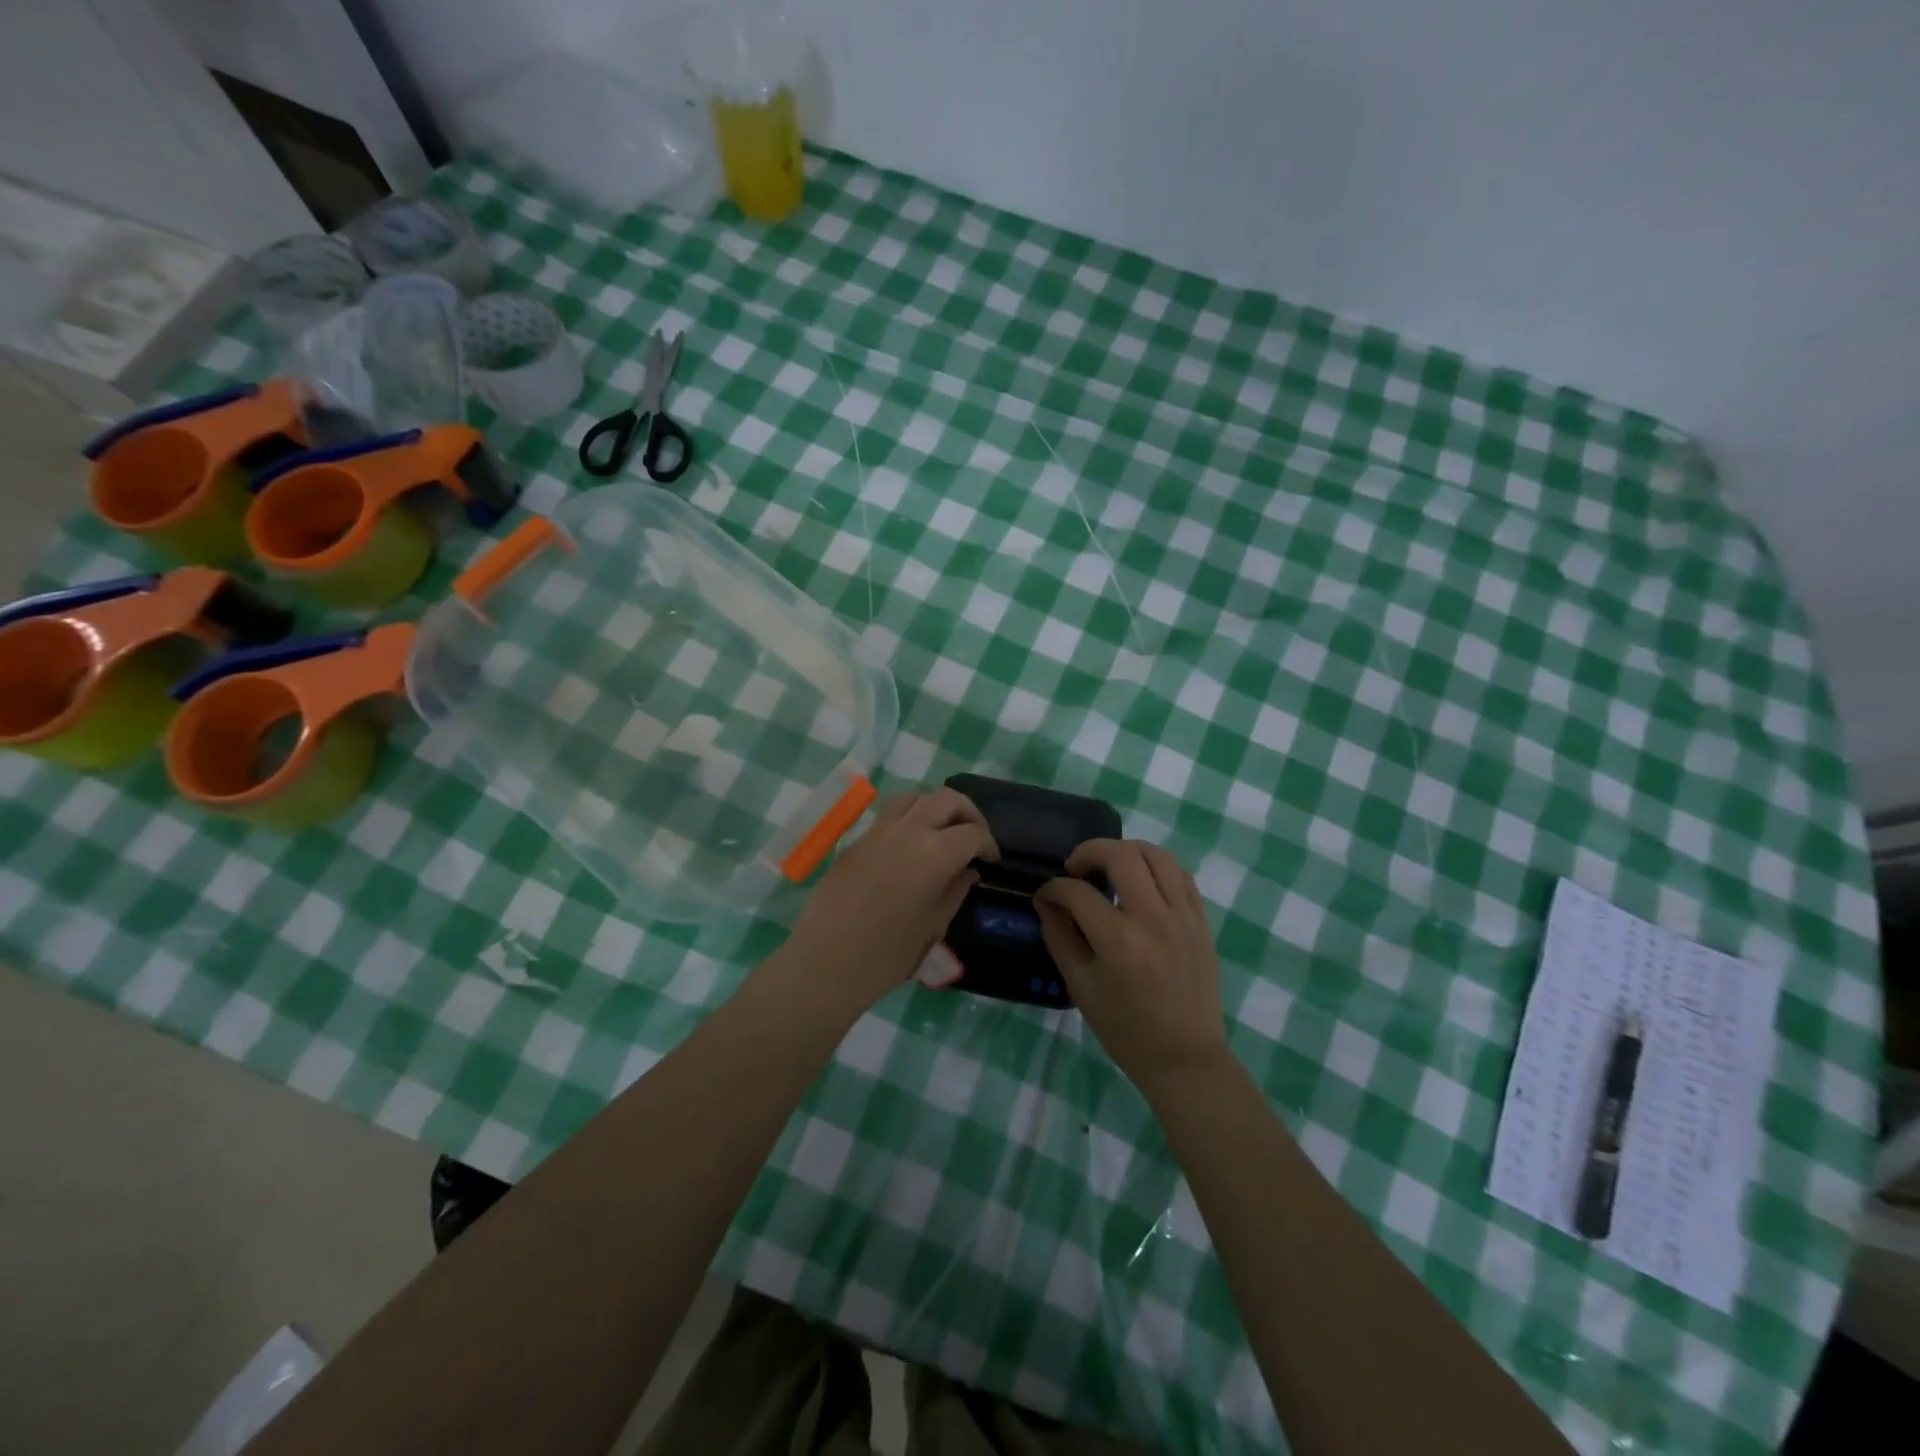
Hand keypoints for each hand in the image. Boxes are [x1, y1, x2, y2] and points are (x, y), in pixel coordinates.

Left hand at [781, 789, 997, 1011]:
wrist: (827, 962)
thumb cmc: (889, 953)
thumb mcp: (934, 925)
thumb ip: (955, 890)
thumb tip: (967, 870)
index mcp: (934, 853)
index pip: (972, 833)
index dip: (988, 844)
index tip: (990, 860)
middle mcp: (907, 830)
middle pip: (946, 799)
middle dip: (968, 812)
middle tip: (974, 836)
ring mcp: (877, 831)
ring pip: (913, 797)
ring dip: (935, 807)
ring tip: (942, 831)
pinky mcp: (856, 841)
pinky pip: (888, 816)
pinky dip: (909, 819)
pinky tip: (910, 846)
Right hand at [1035, 839, 1227, 1085]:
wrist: (1184, 1058)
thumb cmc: (1125, 1029)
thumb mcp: (1080, 986)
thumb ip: (1059, 936)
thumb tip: (1046, 901)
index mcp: (1118, 940)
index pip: (1077, 892)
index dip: (1054, 888)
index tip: (1046, 895)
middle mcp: (1152, 918)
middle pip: (1121, 855)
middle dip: (1089, 852)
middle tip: (1077, 869)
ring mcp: (1182, 916)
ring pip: (1156, 854)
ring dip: (1127, 852)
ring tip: (1111, 868)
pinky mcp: (1201, 921)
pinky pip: (1181, 874)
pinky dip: (1156, 867)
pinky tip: (1142, 881)